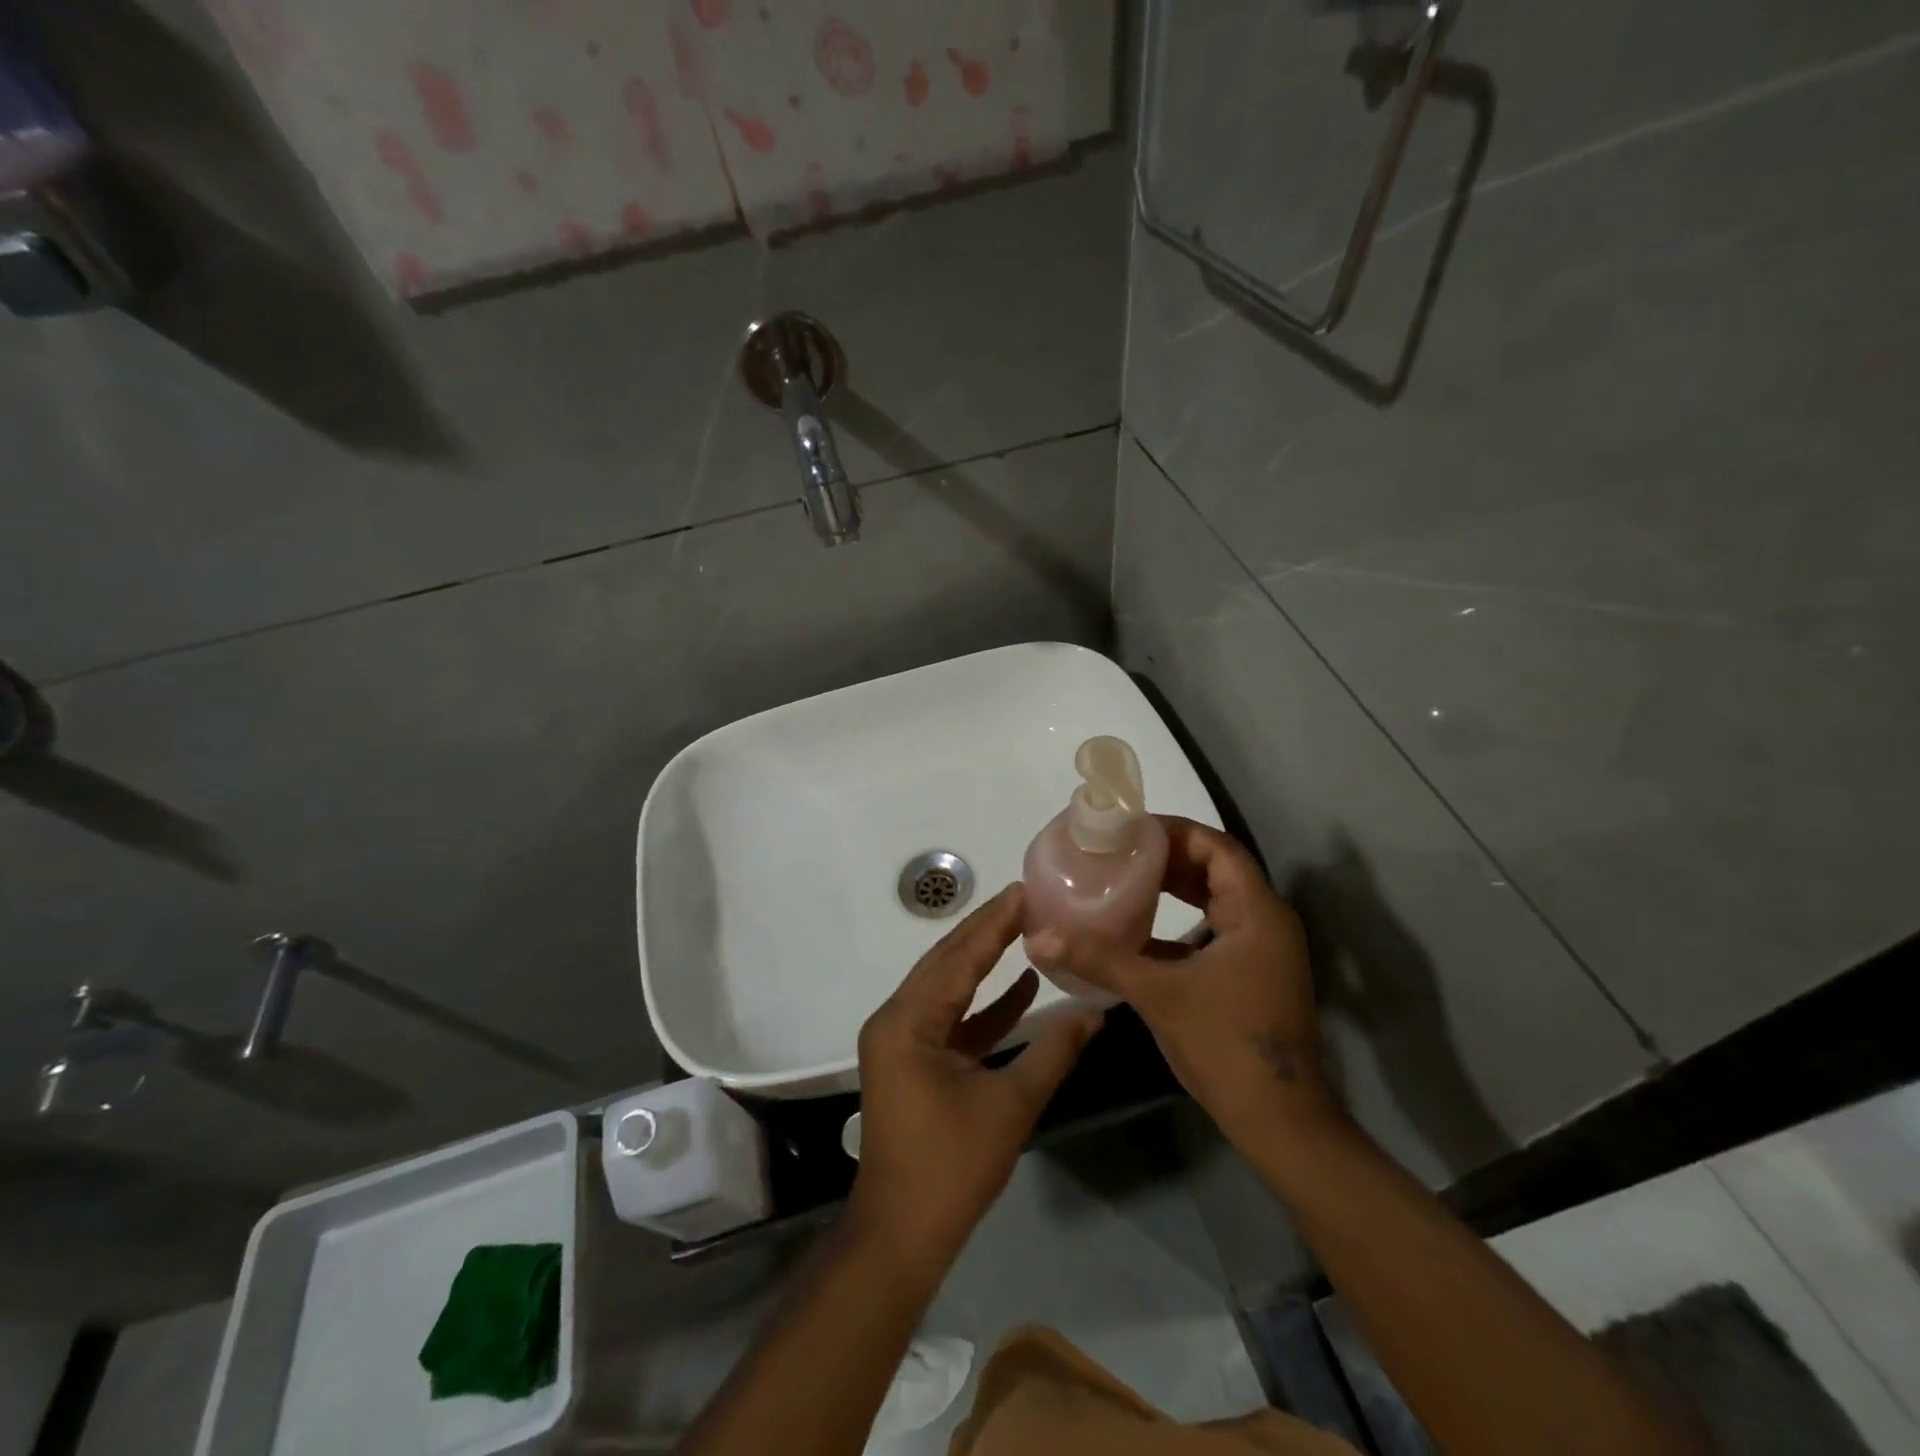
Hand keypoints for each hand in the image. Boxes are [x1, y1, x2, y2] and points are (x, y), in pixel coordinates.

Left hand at [849, 884, 1103, 1272]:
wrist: (901, 1235)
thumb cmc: (951, 1169)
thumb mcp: (1010, 1106)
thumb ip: (1052, 1052)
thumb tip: (1096, 1013)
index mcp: (909, 1022)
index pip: (958, 958)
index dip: (993, 924)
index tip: (1023, 891)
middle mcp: (897, 1019)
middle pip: (946, 963)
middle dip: (986, 932)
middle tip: (1026, 900)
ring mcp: (902, 1040)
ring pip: (948, 988)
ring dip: (985, 963)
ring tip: (1026, 930)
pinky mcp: (914, 1060)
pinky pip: (950, 1019)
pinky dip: (983, 1005)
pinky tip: (1022, 988)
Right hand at [1026, 816, 1335, 1140]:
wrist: (1279, 1122)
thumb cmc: (1225, 1044)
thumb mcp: (1158, 994)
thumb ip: (1100, 959)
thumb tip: (1041, 936)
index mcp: (1257, 912)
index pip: (1216, 847)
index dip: (1174, 831)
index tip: (1129, 829)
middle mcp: (1266, 922)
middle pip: (1216, 869)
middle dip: (1168, 857)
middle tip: (1118, 851)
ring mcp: (1262, 951)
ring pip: (1215, 900)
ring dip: (1174, 888)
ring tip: (1124, 880)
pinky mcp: (1252, 976)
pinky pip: (1214, 930)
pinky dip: (1180, 922)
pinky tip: (1139, 932)